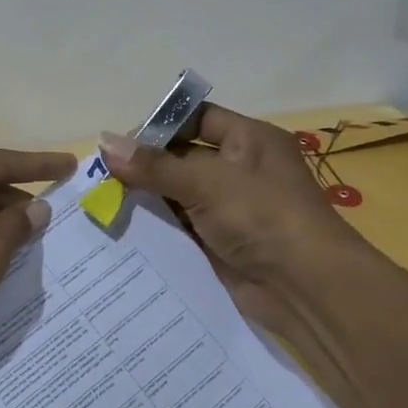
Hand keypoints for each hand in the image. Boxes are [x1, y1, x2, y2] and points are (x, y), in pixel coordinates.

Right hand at [100, 106, 359, 335]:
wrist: (306, 289)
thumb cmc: (262, 216)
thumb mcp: (206, 182)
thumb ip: (154, 165)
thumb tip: (103, 142)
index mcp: (249, 140)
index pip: (197, 118)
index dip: (160, 125)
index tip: (120, 142)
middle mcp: (240, 170)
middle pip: (183, 157)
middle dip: (145, 165)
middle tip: (100, 175)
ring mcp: (231, 208)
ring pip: (178, 194)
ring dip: (146, 198)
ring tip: (101, 201)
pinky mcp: (221, 242)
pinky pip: (181, 228)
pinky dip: (156, 227)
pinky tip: (121, 228)